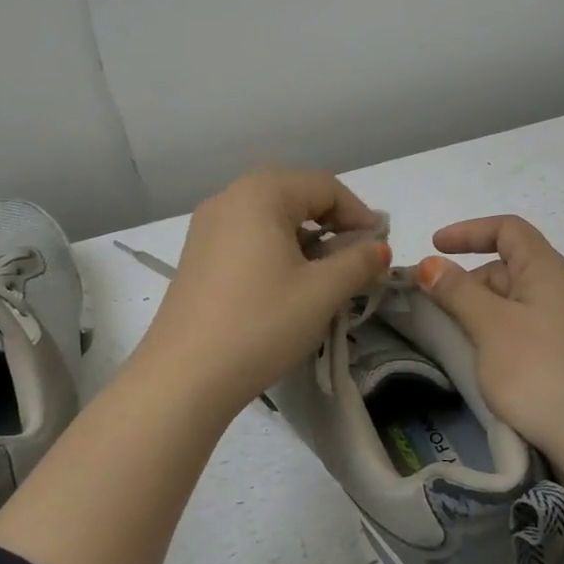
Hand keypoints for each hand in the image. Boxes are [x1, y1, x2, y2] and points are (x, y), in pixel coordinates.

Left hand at [129, 168, 390, 417]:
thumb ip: (359, 262)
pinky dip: (277, 250)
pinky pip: (248, 237)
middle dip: (333, 224)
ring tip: (326, 276)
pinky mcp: (197, 256)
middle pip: (296, 195)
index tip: (380, 249)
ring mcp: (207, 227)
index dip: (359, 214)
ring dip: (306, 238)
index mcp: (260, 193)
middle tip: (357, 259)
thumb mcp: (322, 292)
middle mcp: (230, 198)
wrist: (183, 377)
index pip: (325, 186)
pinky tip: (288, 285)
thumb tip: (378, 248)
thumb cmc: (260, 323)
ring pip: (271, 217)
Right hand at [416, 215, 563, 462]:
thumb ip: (458, 291)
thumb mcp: (491, 326)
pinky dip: (491, 334)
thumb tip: (429, 264)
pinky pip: (518, 331)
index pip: (508, 229)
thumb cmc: (541, 371)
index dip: (469, 231)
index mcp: (546, 269)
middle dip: (466, 278)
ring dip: (476, 310)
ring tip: (447, 336)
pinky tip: (477, 361)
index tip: (434, 248)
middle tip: (430, 305)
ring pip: (510, 302)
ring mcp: (562, 326)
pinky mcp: (561, 358)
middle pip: (506, 266)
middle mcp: (558, 290)